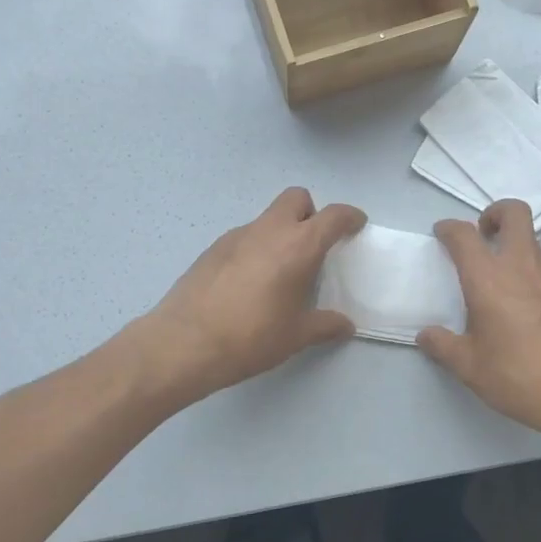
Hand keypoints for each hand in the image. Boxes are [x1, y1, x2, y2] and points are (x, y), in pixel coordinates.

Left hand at [141, 188, 366, 399]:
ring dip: (281, 232)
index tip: (356, 225)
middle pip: (296, 198)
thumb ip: (325, 325)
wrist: (184, 343)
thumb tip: (345, 325)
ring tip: (279, 271)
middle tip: (314, 245)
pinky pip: (244, 237)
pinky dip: (255, 248)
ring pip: (267, 218)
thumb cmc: (251, 337)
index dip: (349, 217)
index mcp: (298, 246)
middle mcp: (269, 231)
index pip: (333, 216)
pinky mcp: (212, 248)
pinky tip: (249, 283)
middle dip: (311, 213)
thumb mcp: (296, 336)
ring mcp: (236, 236)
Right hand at [418, 200, 540, 448]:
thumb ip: (443, 347)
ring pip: (535, 245)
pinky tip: (538, 319)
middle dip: (495, 213)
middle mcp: (523, 266)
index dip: (449, 228)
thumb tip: (426, 335)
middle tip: (485, 236)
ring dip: (517, 252)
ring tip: (508, 290)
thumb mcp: (471, 369)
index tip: (443, 234)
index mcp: (489, 279)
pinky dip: (539, 283)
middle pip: (514, 213)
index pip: (464, 235)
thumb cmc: (522, 378)